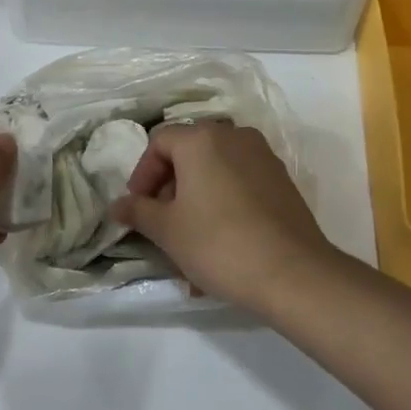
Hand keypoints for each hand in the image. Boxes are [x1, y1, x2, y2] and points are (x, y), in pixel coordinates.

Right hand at [110, 122, 339, 312]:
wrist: (292, 273)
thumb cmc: (218, 243)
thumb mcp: (167, 230)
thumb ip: (138, 211)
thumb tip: (117, 205)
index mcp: (201, 139)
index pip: (159, 142)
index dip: (142, 174)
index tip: (138, 208)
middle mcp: (233, 136)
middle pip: (189, 152)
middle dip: (169, 187)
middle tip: (161, 222)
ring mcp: (262, 156)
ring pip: (215, 170)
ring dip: (196, 197)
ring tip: (189, 238)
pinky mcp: (281, 180)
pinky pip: (240, 183)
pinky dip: (223, 202)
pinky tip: (219, 242)